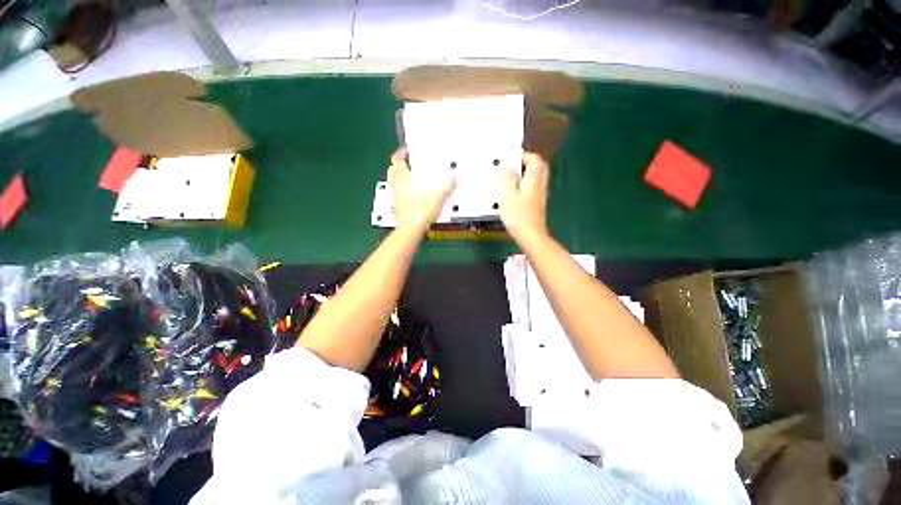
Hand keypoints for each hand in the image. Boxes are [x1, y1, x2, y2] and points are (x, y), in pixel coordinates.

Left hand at [388, 148, 455, 230]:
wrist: (411, 229)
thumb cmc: (420, 210)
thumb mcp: (438, 195)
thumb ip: (447, 185)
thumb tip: (453, 179)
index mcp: (402, 178)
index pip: (397, 160)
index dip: (401, 153)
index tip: (406, 151)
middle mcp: (396, 187)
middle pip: (393, 171)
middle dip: (400, 166)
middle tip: (409, 165)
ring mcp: (396, 198)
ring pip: (394, 184)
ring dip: (401, 179)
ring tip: (413, 180)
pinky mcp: (398, 208)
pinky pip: (399, 196)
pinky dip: (404, 192)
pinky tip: (415, 196)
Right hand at [498, 152, 549, 241]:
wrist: (531, 236)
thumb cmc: (518, 216)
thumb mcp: (508, 195)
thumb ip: (506, 178)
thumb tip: (504, 164)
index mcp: (534, 180)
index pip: (535, 159)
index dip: (523, 155)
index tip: (509, 157)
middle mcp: (539, 186)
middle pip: (538, 168)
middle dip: (526, 163)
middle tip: (511, 165)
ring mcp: (539, 196)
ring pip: (535, 179)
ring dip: (524, 174)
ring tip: (508, 178)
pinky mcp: (536, 206)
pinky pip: (531, 189)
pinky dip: (523, 185)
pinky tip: (512, 192)